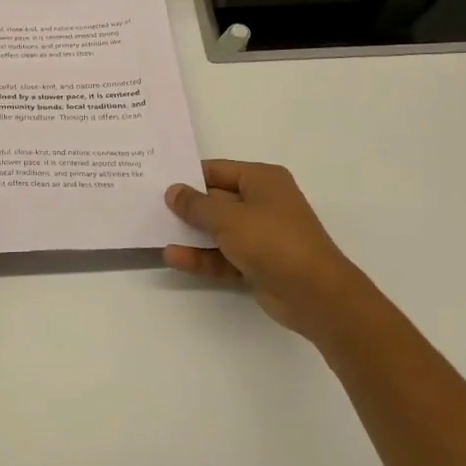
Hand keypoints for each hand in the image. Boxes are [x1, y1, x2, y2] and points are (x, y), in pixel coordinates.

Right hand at [164, 160, 362, 339]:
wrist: (316, 295)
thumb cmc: (273, 241)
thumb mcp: (228, 218)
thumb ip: (196, 205)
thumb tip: (173, 191)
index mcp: (262, 180)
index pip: (217, 171)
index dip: (188, 176)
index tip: (157, 182)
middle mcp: (263, 203)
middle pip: (216, 200)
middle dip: (186, 206)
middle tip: (149, 207)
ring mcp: (261, 235)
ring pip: (218, 230)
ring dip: (191, 234)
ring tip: (155, 233)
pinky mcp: (258, 263)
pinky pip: (223, 255)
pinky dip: (202, 257)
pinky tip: (174, 258)